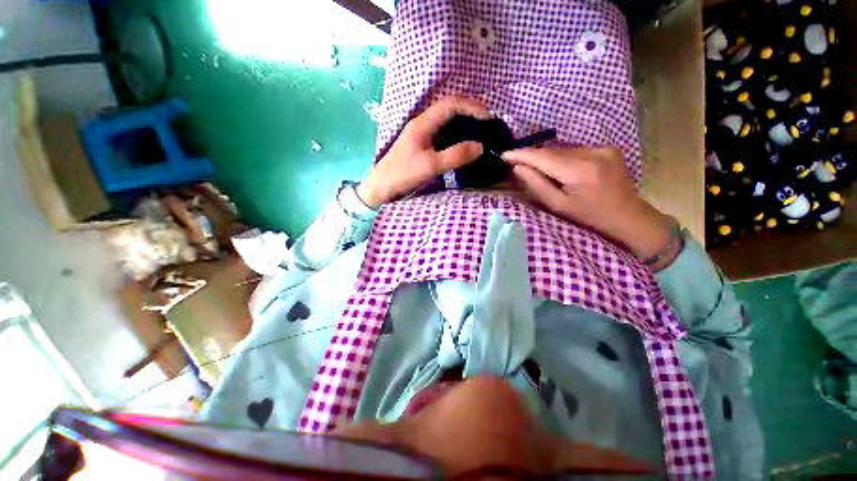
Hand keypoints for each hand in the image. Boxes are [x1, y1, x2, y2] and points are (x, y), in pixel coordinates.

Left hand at [357, 97, 491, 207]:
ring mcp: (422, 135)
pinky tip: (464, 147)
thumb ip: (455, 155)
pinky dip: (457, 138)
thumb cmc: (403, 174)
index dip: (472, 107)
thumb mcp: (430, 166)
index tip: (489, 119)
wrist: (382, 187)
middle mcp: (423, 124)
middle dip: (470, 114)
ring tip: (480, 135)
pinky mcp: (423, 146)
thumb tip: (480, 147)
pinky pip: (444, 136)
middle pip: (450, 110)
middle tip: (487, 127)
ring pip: (447, 123)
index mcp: (423, 123)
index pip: (451, 104)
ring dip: (464, 126)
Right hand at [503, 147, 673, 261]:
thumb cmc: (588, 216)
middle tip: (516, 162)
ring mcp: (602, 148)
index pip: (543, 157)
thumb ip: (537, 184)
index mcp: (579, 171)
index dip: (521, 155)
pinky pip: (575, 150)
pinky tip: (561, 169)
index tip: (504, 154)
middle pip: (552, 151)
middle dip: (533, 156)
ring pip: (563, 149)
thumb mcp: (558, 205)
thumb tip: (518, 167)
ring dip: (548, 157)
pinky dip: (563, 157)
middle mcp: (592, 153)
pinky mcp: (607, 148)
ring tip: (537, 168)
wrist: (627, 215)